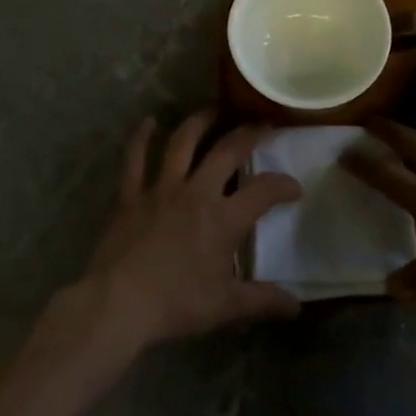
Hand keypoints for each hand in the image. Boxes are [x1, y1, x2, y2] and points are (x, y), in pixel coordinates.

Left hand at [78, 110, 302, 353]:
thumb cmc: (176, 303)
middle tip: (261, 125)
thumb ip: (263, 300)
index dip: (283, 185)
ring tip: (213, 109)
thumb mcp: (226, 306)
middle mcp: (196, 192)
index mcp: (223, 218)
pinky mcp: (131, 194)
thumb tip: (297, 306)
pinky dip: (142, 137)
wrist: (119, 303)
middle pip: (227, 151)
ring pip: (183, 143)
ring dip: (200, 122)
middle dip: (248, 134)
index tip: (294, 188)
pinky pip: (135, 158)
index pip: (264, 191)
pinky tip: (148, 121)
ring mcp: (161, 188)